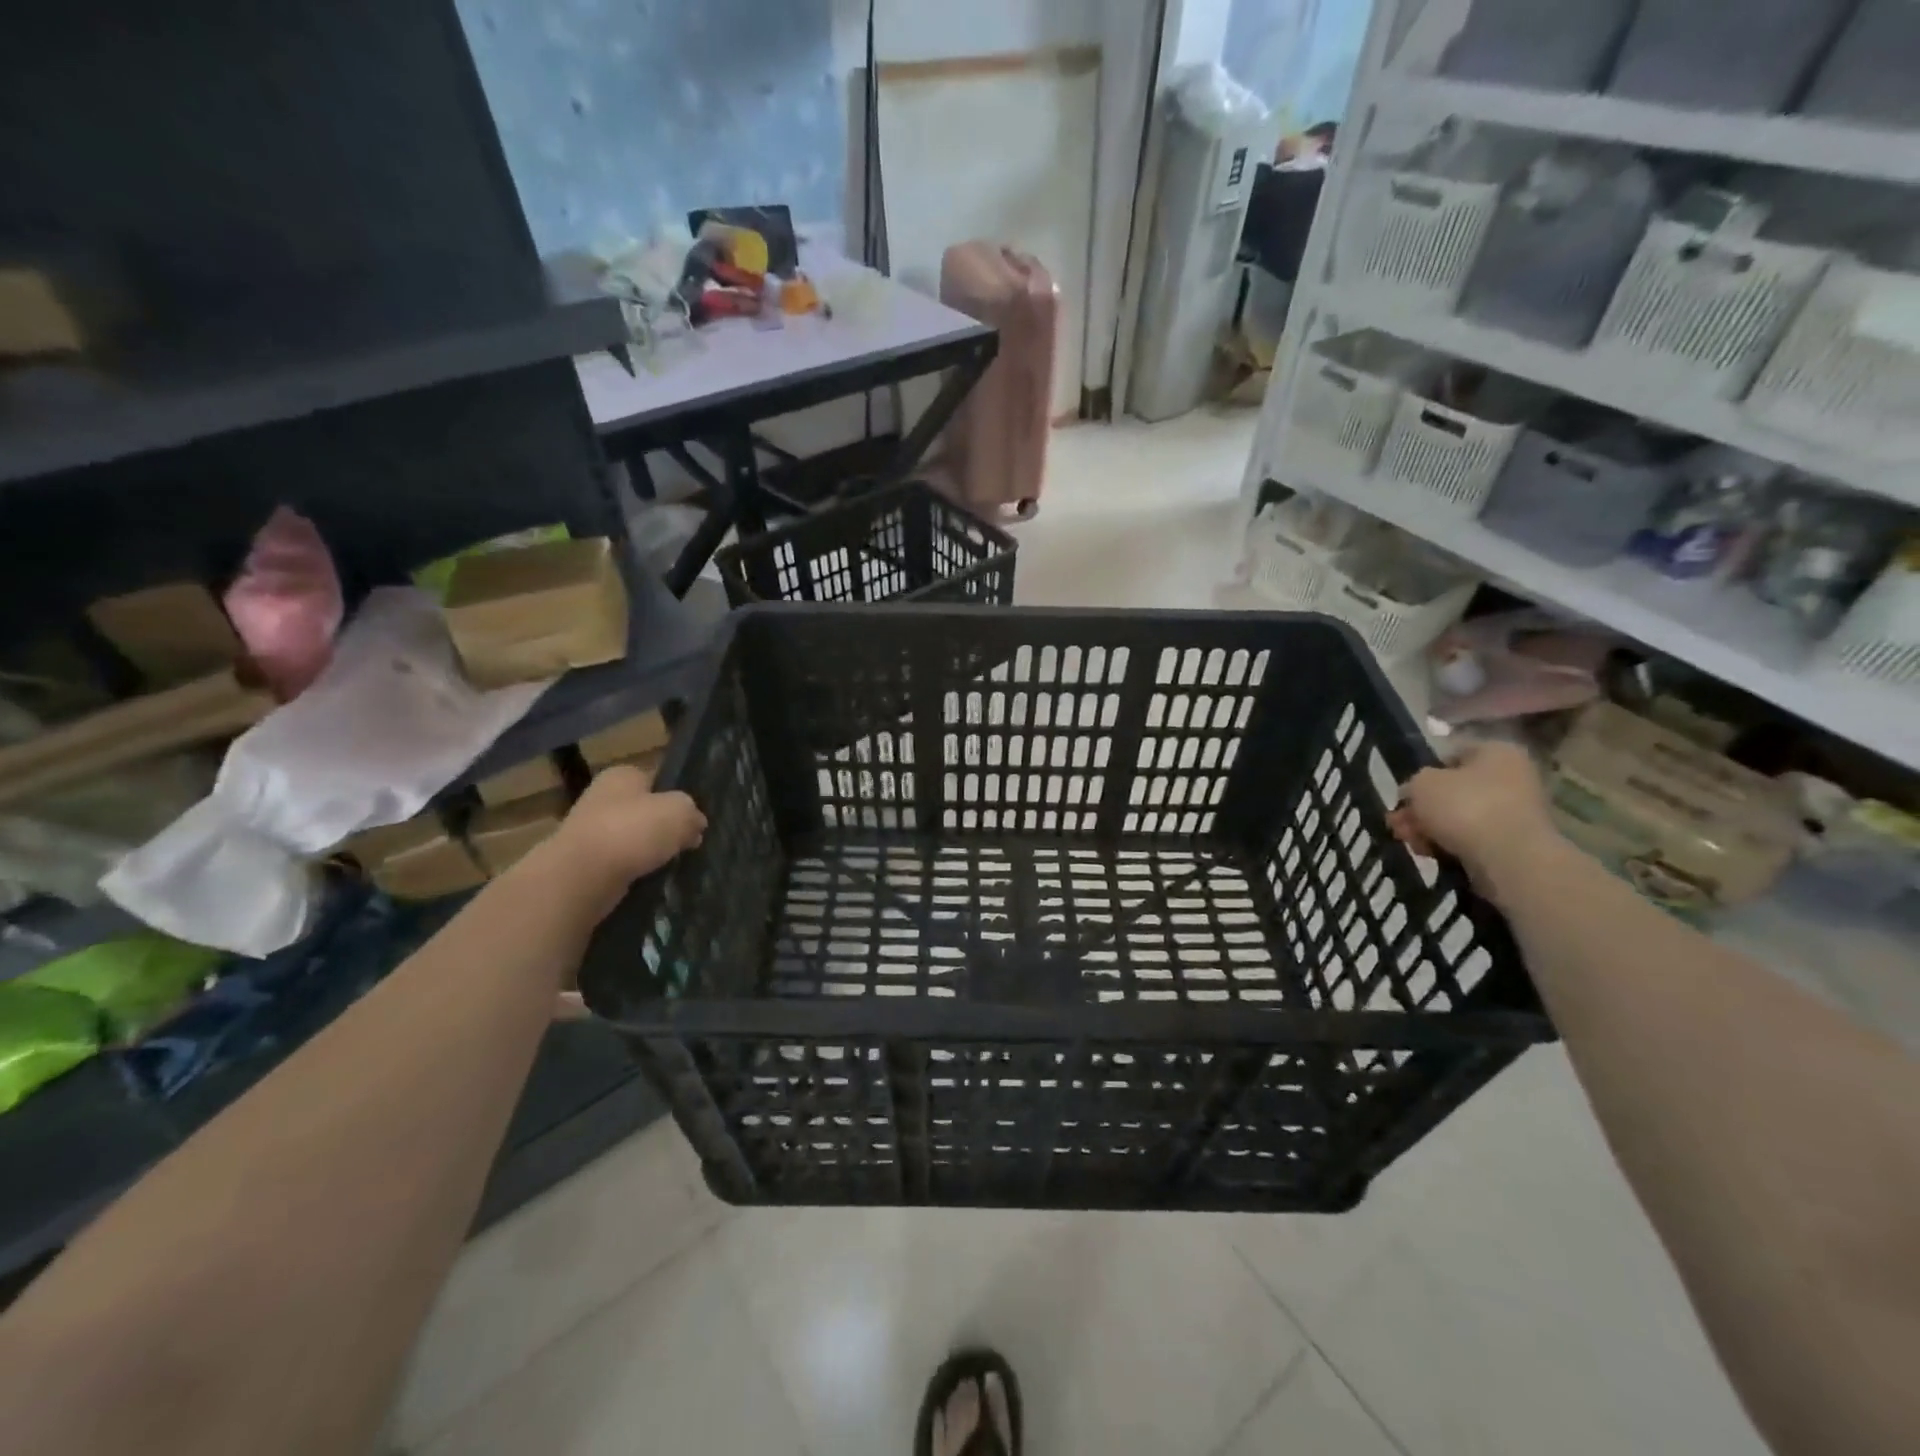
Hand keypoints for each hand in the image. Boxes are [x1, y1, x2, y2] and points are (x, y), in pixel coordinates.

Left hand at [548, 763, 706, 920]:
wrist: (582, 876)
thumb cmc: (633, 831)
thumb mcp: (680, 812)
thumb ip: (692, 813)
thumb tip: (695, 825)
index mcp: (622, 775)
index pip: (656, 780)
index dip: (677, 797)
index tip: (692, 818)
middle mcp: (601, 797)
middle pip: (644, 811)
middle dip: (663, 827)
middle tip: (687, 844)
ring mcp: (589, 831)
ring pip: (632, 839)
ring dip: (649, 852)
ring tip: (670, 865)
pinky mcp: (583, 863)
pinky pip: (619, 864)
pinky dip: (634, 872)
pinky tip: (647, 880)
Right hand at [1389, 741, 1562, 898]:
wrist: (1509, 858)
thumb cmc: (1465, 806)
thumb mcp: (1421, 784)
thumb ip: (1412, 784)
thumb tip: (1414, 793)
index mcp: (1497, 752)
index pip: (1452, 754)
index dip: (1423, 772)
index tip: (1405, 792)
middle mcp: (1512, 777)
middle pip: (1452, 790)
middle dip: (1420, 808)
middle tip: (1397, 822)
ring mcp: (1514, 812)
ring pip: (1458, 816)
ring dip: (1428, 828)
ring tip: (1408, 841)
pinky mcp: (1512, 843)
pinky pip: (1471, 838)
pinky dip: (1447, 844)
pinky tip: (1428, 853)